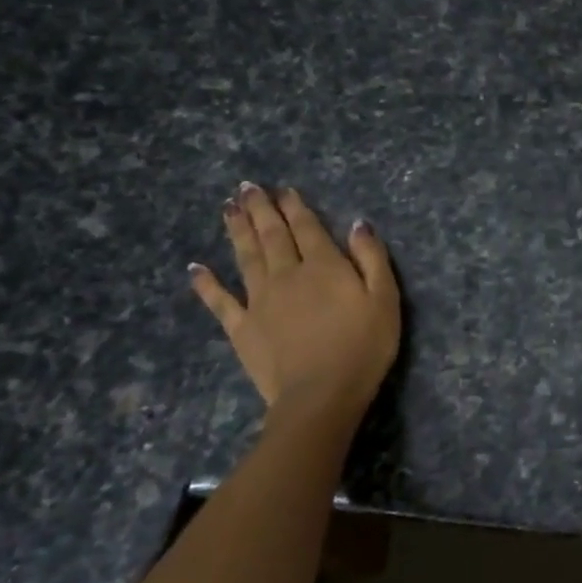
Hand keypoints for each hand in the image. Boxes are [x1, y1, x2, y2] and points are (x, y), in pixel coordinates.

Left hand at [189, 183, 400, 415]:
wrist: (321, 394)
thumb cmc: (363, 347)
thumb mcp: (385, 300)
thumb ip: (372, 259)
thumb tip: (358, 224)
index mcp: (324, 266)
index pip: (307, 228)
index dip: (295, 207)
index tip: (283, 190)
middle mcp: (287, 275)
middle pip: (272, 236)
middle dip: (260, 210)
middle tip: (246, 188)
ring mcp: (259, 301)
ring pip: (246, 257)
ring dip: (237, 231)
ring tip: (228, 209)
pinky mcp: (242, 328)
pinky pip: (220, 301)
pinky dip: (206, 284)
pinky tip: (196, 268)